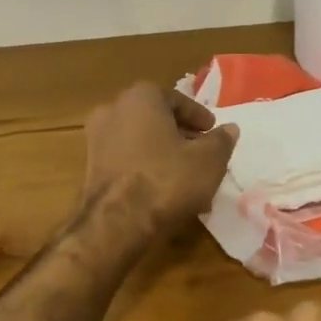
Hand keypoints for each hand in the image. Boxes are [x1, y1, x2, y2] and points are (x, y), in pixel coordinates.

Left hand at [81, 83, 237, 240]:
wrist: (116, 222)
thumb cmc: (167, 179)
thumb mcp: (209, 160)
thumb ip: (221, 141)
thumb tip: (229, 129)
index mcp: (140, 97)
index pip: (176, 99)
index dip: (198, 116)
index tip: (212, 131)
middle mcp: (113, 111)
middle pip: (155, 118)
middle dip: (180, 134)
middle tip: (202, 152)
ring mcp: (96, 140)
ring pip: (140, 141)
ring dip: (163, 153)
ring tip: (187, 176)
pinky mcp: (91, 169)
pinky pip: (126, 161)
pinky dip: (145, 169)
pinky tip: (164, 191)